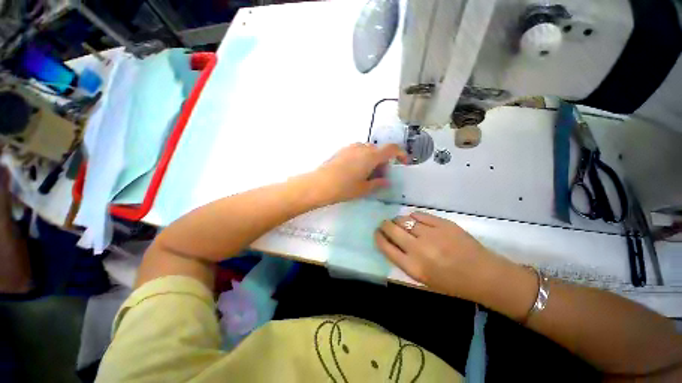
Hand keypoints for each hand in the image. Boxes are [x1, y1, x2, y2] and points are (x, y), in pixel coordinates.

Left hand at [311, 143, 407, 204]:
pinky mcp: (342, 150)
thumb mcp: (364, 189)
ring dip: (372, 160)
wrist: (319, 184)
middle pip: (379, 150)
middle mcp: (362, 147)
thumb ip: (378, 183)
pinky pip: (357, 151)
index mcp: (371, 156)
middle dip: (383, 162)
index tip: (402, 163)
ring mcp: (350, 147)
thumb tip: (386, 181)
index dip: (400, 154)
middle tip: (379, 176)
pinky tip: (354, 171)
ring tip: (366, 175)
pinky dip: (362, 158)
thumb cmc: (344, 188)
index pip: (392, 149)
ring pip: (367, 151)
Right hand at [375, 211, 511, 301]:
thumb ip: (404, 260)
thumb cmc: (451, 282)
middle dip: (384, 225)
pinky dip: (413, 216)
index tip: (376, 233)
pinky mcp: (443, 223)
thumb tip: (390, 241)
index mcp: (413, 267)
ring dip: (398, 220)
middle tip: (385, 224)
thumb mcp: (422, 278)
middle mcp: (419, 249)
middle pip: (391, 229)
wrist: (483, 275)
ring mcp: (431, 234)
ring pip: (404, 219)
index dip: (378, 237)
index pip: (385, 246)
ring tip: (400, 222)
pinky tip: (414, 219)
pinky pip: (419, 214)